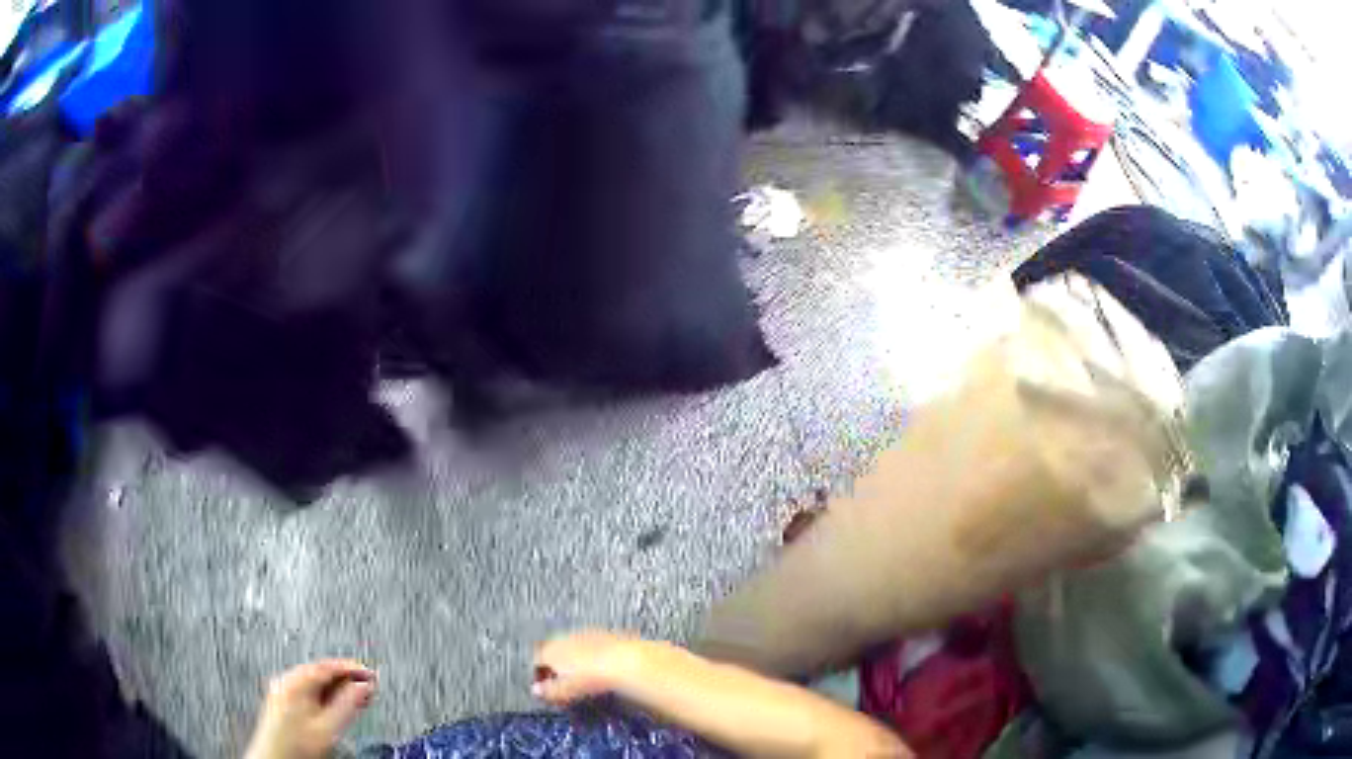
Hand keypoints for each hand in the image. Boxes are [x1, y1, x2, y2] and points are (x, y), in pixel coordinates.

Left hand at [244, 659, 376, 758]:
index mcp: (295, 681)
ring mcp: (283, 692)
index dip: (352, 668)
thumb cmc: (295, 747)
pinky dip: (327, 696)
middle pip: (321, 673)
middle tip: (369, 684)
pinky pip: (309, 692)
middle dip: (347, 679)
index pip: (328, 666)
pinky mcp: (284, 703)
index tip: (371, 673)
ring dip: (338, 689)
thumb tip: (363, 686)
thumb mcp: (328, 727)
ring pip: (316, 684)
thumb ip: (347, 704)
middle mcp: (286, 682)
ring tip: (358, 696)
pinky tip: (338, 705)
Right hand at [531, 630, 643, 705]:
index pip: (536, 660)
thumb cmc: (591, 677)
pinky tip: (599, 668)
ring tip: (581, 676)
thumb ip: (548, 691)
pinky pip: (591, 645)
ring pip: (571, 647)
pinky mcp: (604, 634)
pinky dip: (591, 656)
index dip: (538, 674)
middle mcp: (564, 638)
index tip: (544, 687)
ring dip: (573, 660)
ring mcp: (584, 634)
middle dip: (554, 665)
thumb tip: (536, 691)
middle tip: (561, 682)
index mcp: (550, 650)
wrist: (624, 661)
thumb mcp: (565, 690)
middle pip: (552, 651)